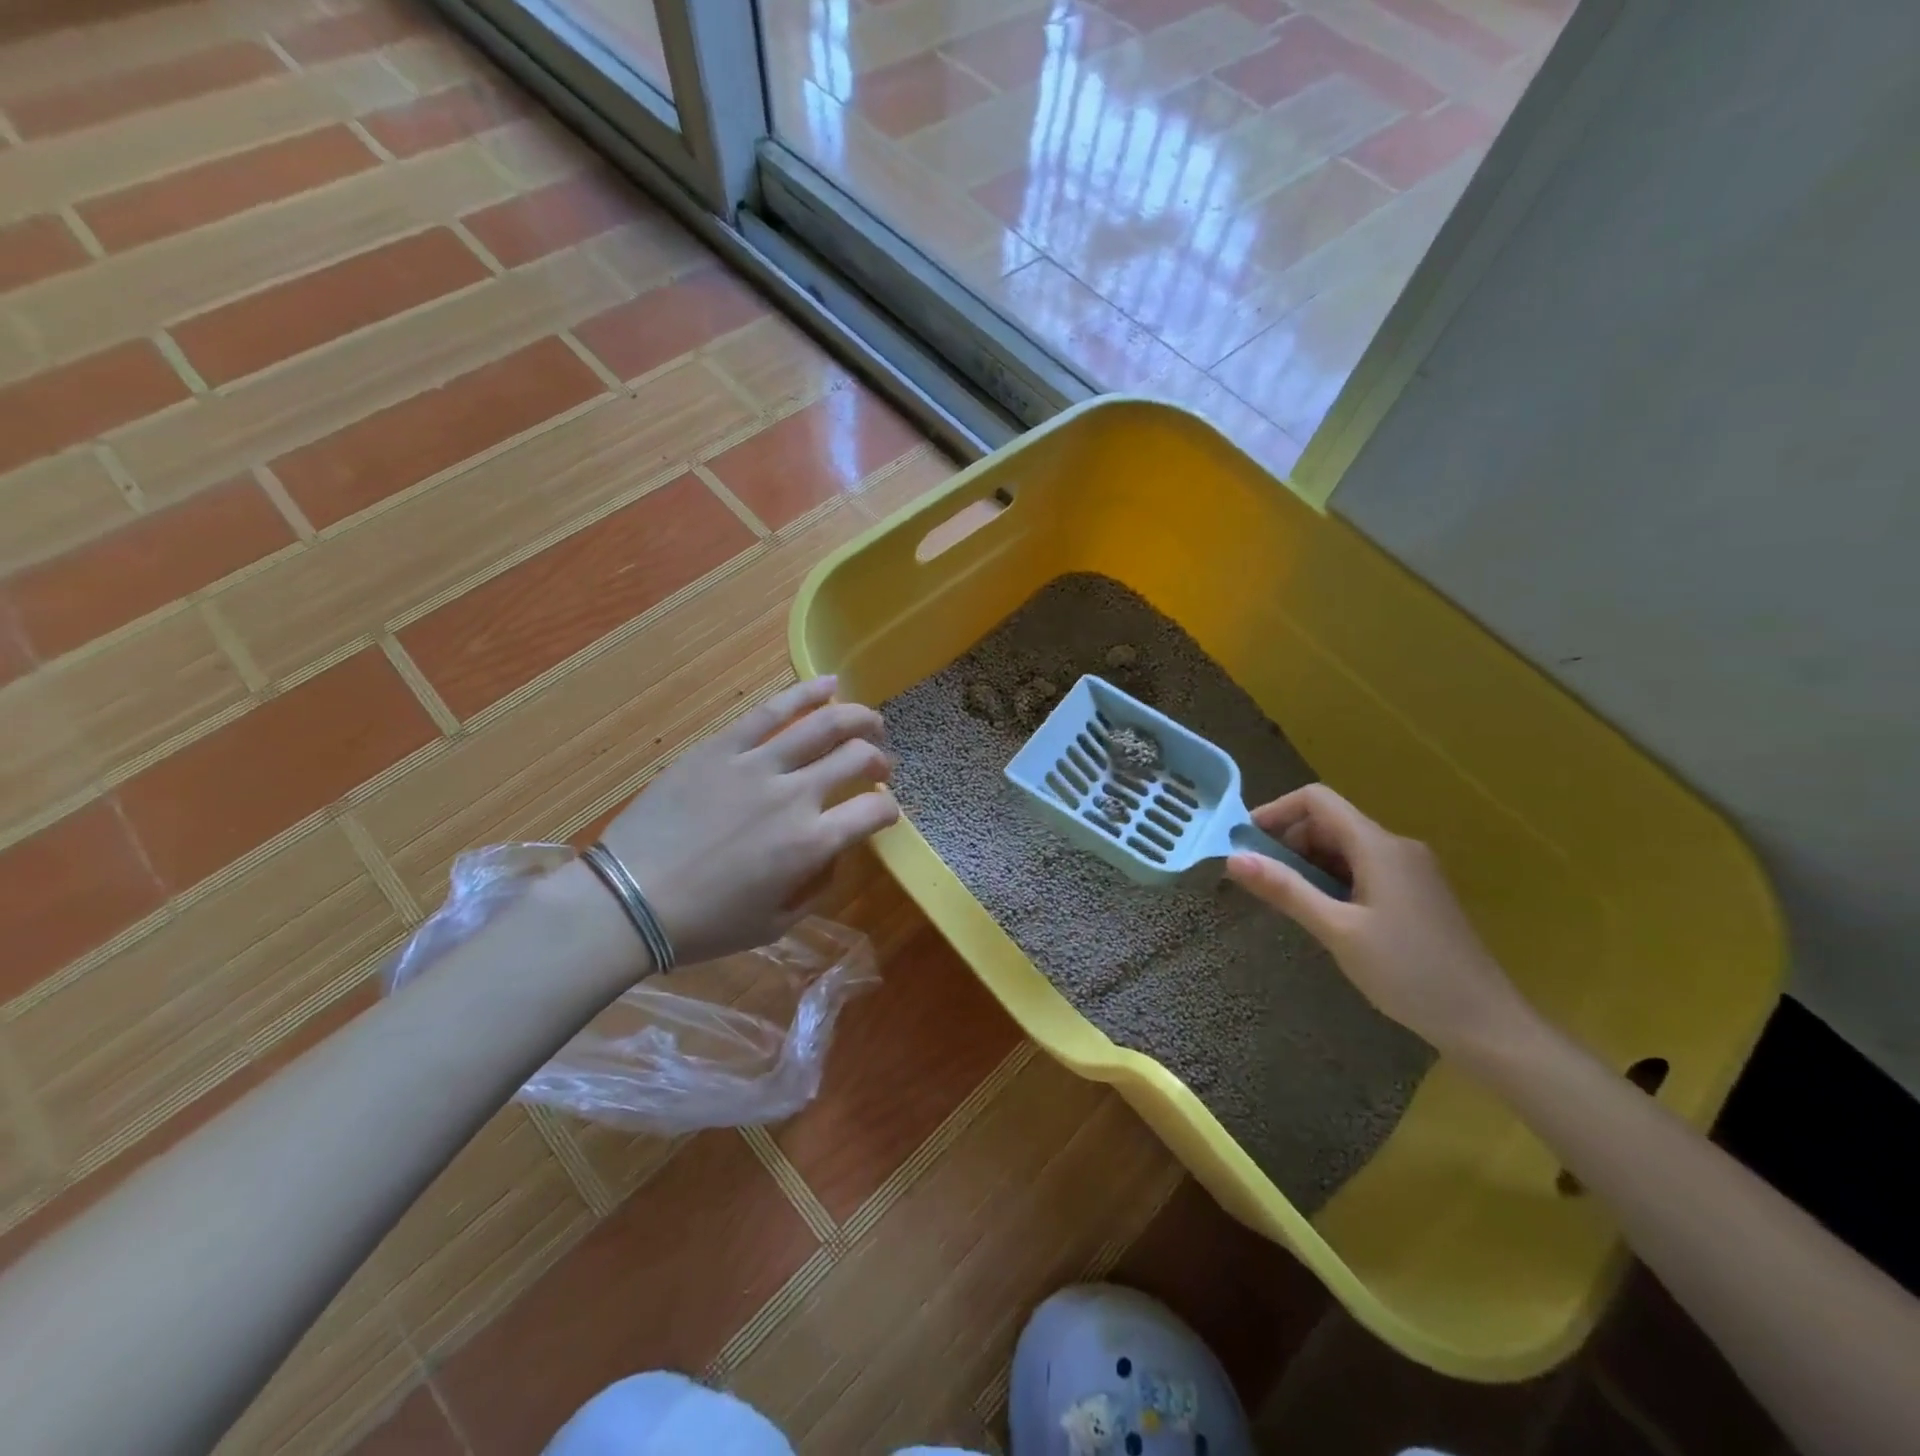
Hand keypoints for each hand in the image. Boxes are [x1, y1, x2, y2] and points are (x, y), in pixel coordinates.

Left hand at [596, 676, 898, 964]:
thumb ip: (816, 885)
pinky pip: (771, 711)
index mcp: (811, 843)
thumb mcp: (775, 923)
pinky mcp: (723, 747)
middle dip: (879, 759)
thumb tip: (832, 850)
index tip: (883, 811)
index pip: (874, 811)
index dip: (889, 809)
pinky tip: (829, 685)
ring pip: (823, 725)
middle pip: (857, 757)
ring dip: (857, 718)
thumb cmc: (704, 923)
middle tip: (878, 765)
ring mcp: (757, 765)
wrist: (628, 900)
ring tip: (870, 720)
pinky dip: (806, 694)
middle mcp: (795, 796)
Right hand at [1225, 784, 1533, 1055]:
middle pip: (1329, 822)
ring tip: (1288, 903)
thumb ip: (1286, 890)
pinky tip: (1325, 917)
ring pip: (1344, 848)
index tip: (1245, 843)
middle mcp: (1396, 847)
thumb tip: (1233, 859)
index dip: (1276, 812)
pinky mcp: (1415, 894)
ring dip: (1309, 865)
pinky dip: (1333, 881)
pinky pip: (1363, 869)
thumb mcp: (1337, 931)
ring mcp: (1410, 871)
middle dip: (1288, 843)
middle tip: (1261, 881)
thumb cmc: (1408, 973)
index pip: (1317, 800)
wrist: (1486, 1023)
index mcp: (1379, 846)